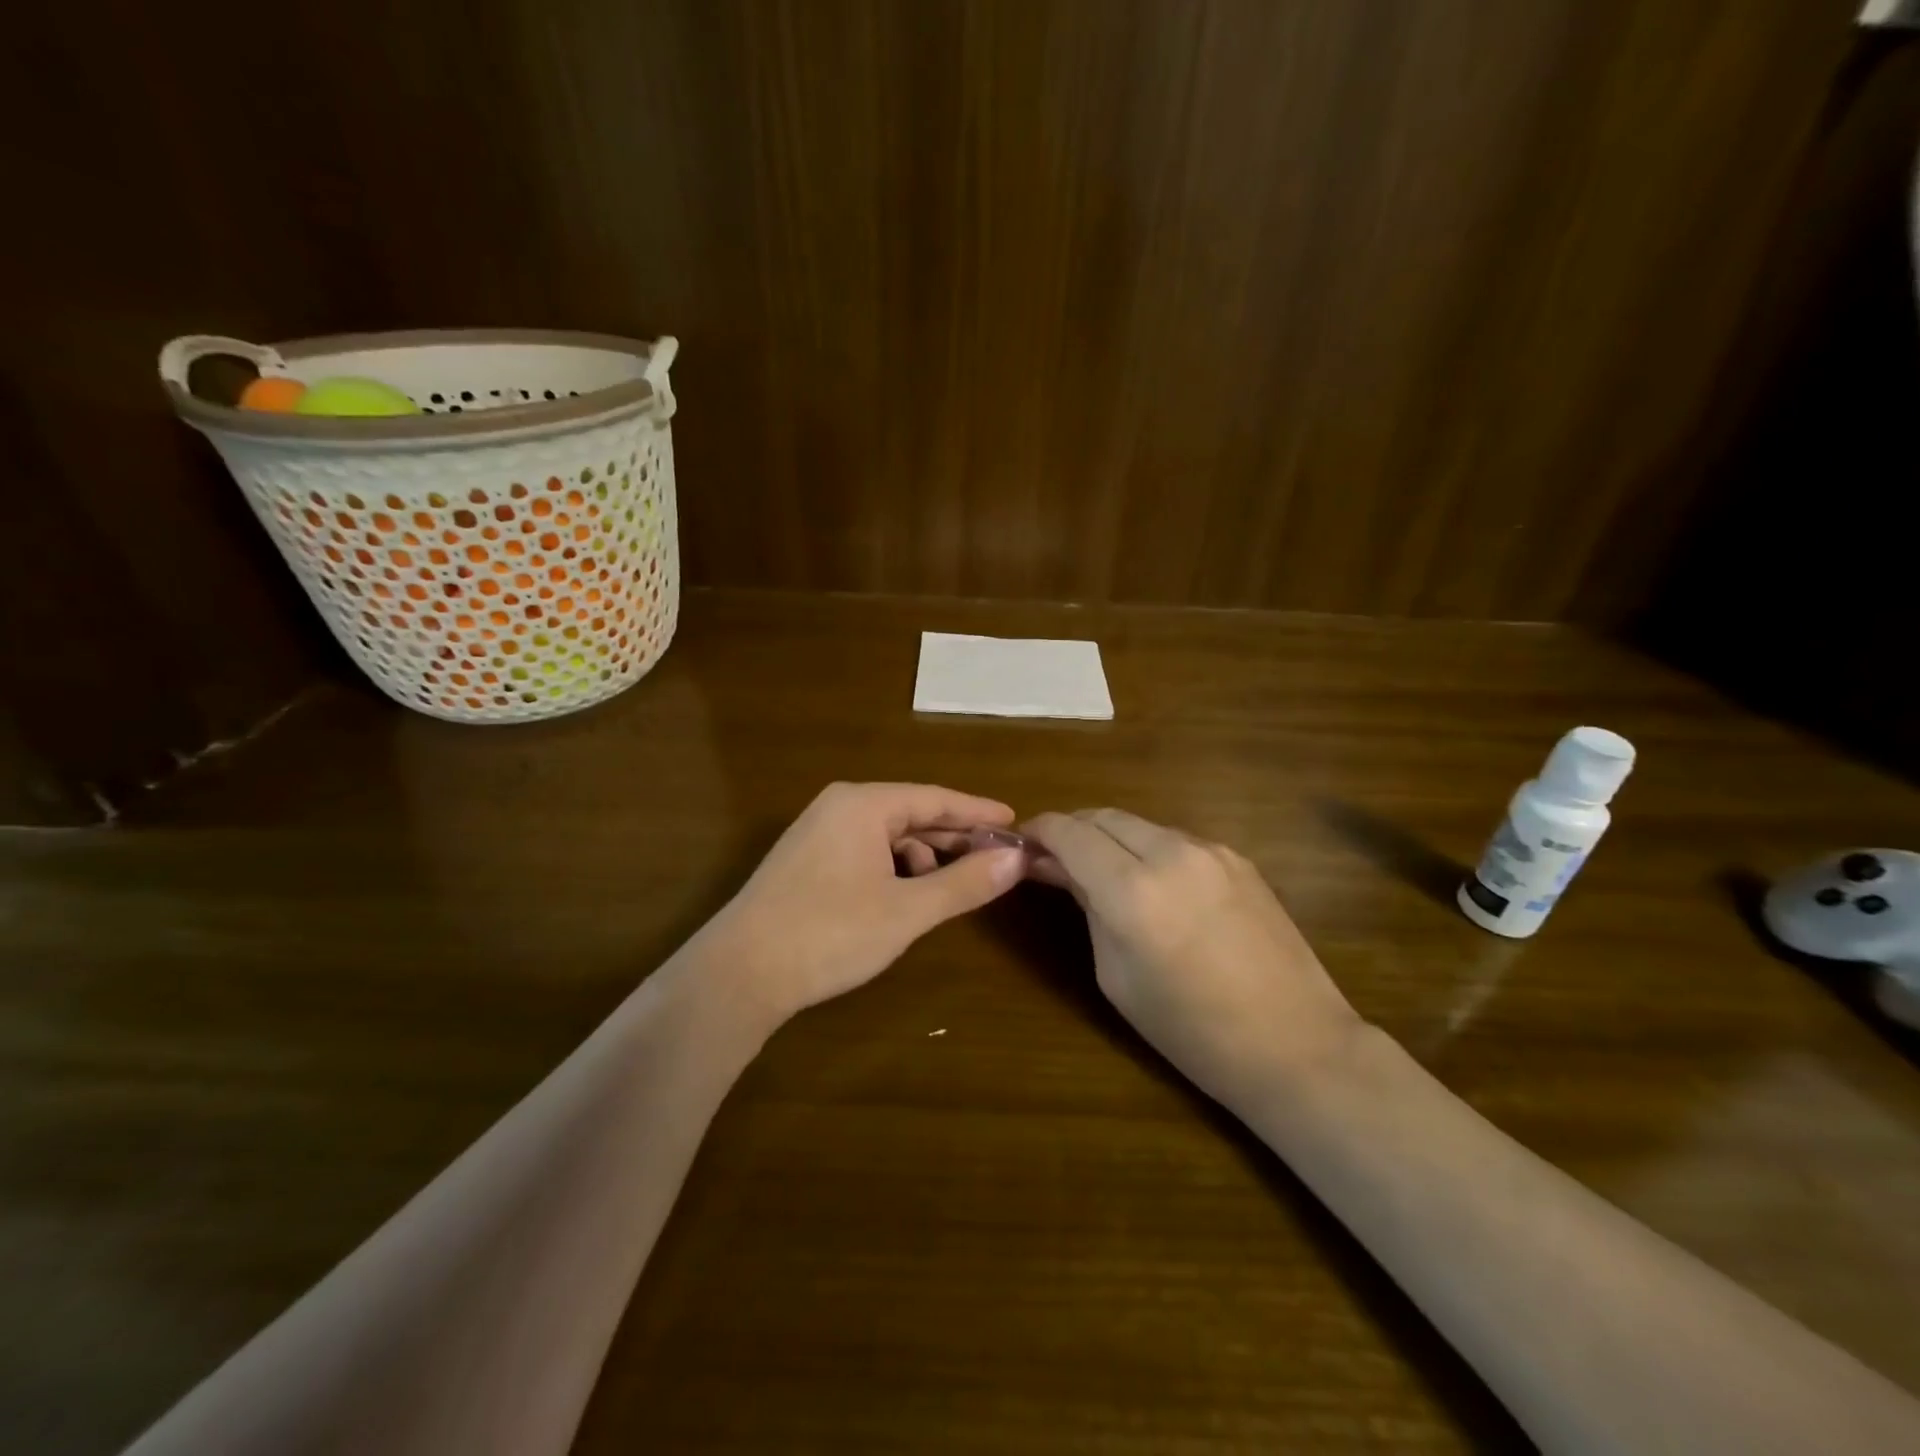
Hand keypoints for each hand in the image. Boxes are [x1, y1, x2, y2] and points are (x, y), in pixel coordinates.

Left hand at [697, 782, 1026, 1026]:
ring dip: (923, 857)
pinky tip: (904, 898)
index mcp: (863, 804)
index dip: (977, 812)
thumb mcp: (907, 910)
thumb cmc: (830, 933)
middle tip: (996, 857)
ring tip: (949, 886)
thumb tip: (1016, 860)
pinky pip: (865, 851)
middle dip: (953, 837)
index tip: (1014, 822)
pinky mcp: (805, 861)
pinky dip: (893, 869)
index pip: (935, 798)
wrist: (739, 973)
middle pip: (911, 813)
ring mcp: (817, 833)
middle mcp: (839, 807)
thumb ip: (964, 883)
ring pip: (887, 835)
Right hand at [1022, 809, 1361, 1102]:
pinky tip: (1152, 884)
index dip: (1039, 830)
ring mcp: (1211, 851)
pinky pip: (1176, 841)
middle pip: (1103, 816)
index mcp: (1132, 891)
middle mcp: (1172, 854)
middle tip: (1053, 857)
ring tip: (1101, 871)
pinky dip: (1149, 849)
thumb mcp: (1116, 975)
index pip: (1069, 832)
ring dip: (1111, 838)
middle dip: (1072, 829)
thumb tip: (1059, 869)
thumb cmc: (1190, 1030)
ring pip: (1141, 824)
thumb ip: (1087, 908)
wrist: (1296, 1045)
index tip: (1022, 842)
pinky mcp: (1239, 859)